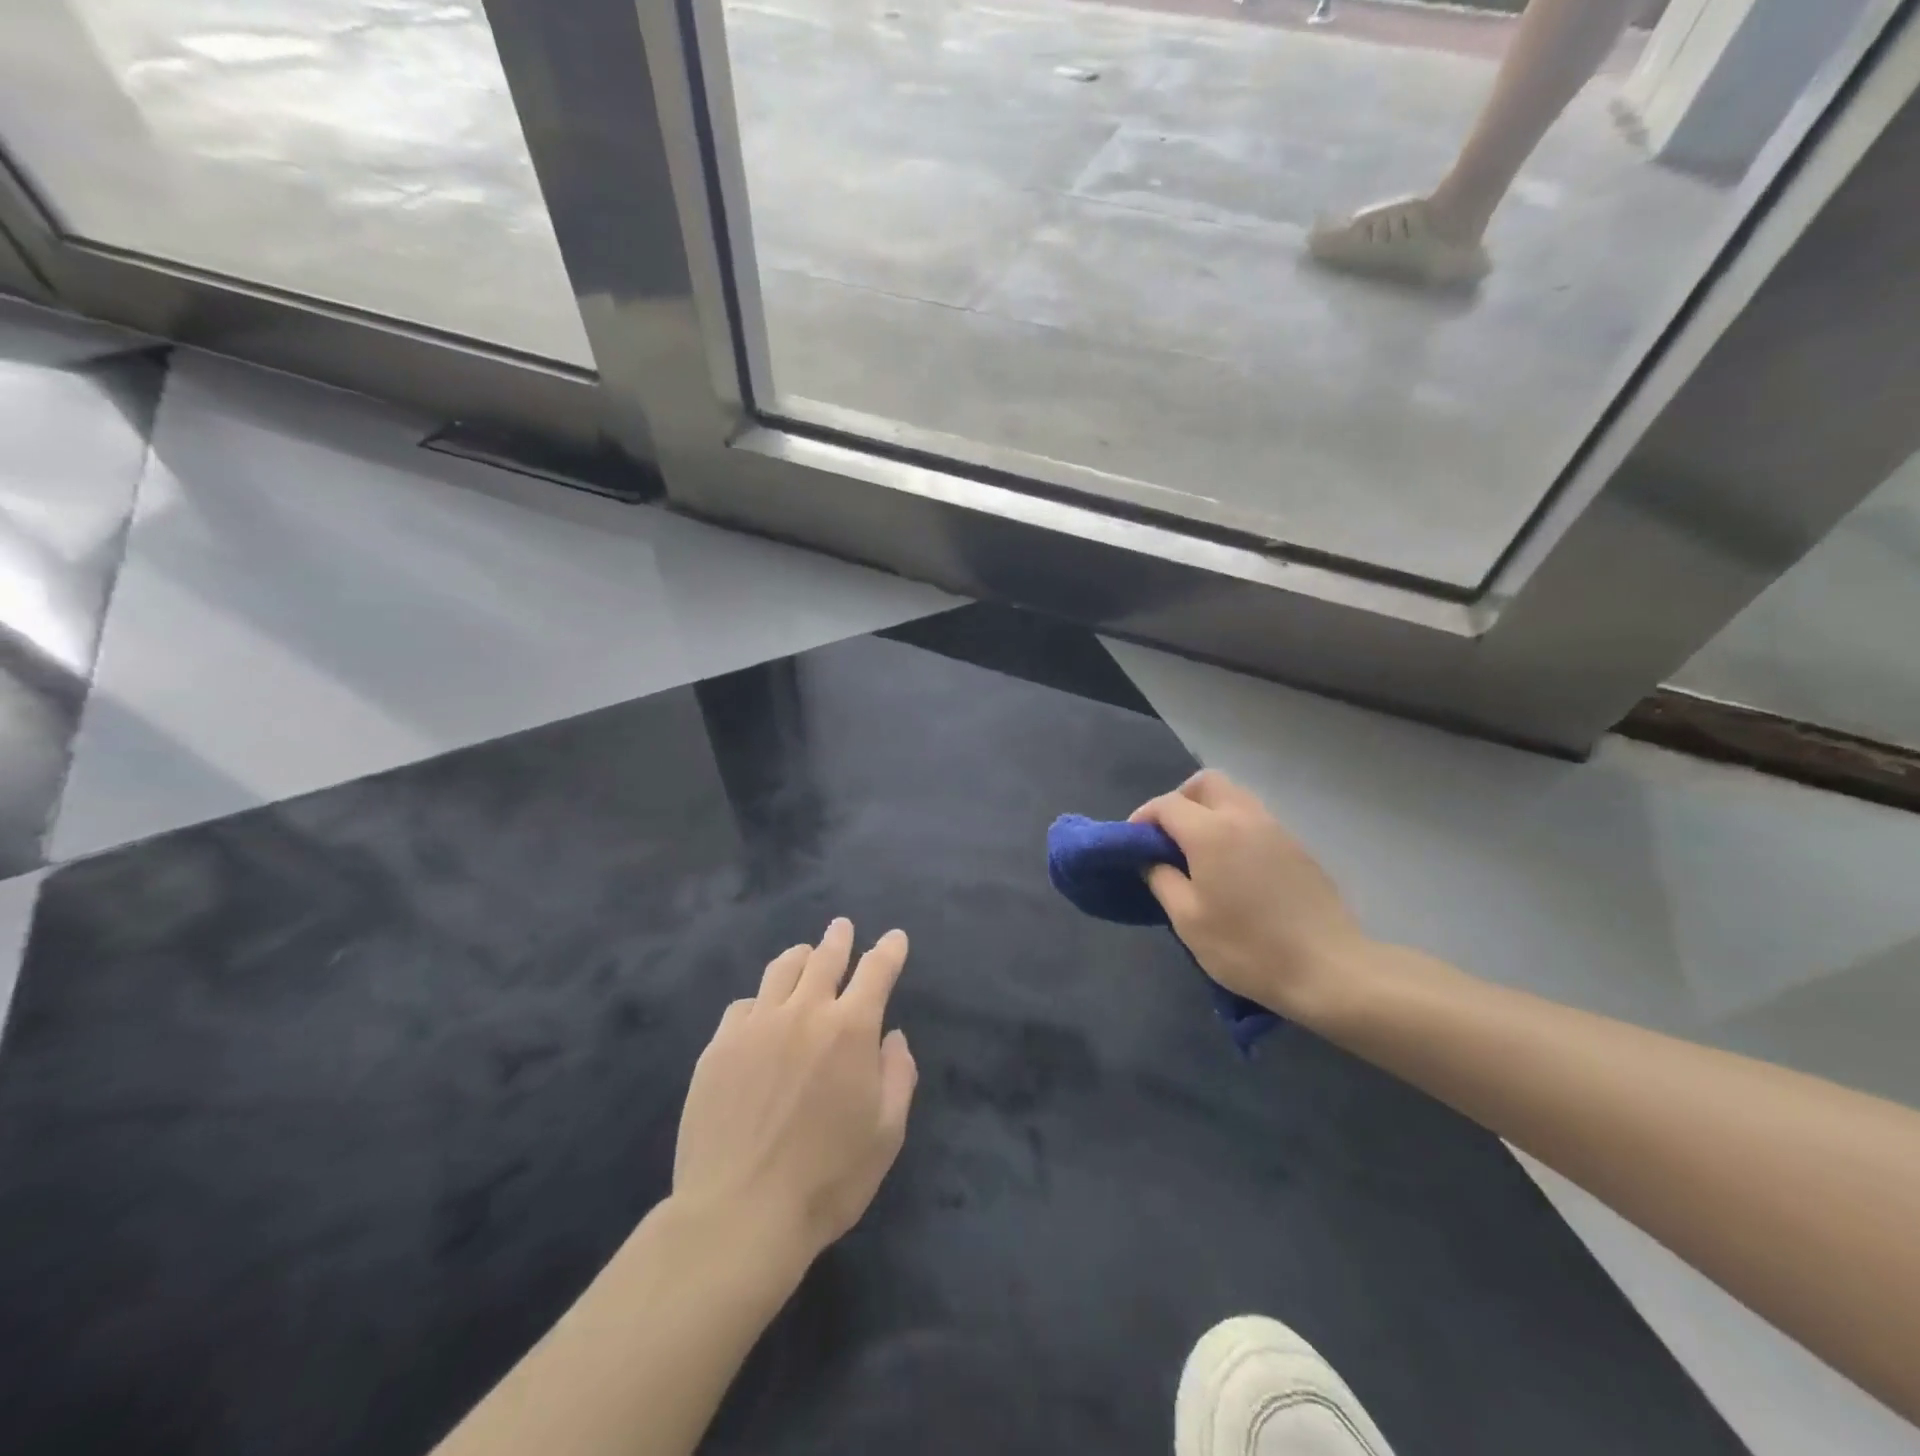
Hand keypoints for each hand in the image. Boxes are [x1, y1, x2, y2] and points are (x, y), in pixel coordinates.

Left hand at [673, 919, 917, 1267]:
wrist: (739, 1214)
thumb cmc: (827, 1179)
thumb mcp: (886, 1134)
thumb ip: (898, 1075)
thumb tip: (891, 1036)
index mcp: (850, 1029)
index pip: (876, 971)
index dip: (889, 950)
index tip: (894, 938)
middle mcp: (804, 1012)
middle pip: (825, 958)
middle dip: (839, 938)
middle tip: (842, 927)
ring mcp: (756, 1026)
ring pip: (780, 970)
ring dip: (800, 957)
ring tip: (805, 954)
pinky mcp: (719, 1047)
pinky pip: (743, 1005)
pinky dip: (761, 1000)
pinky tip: (760, 1011)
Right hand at [1131, 770, 1368, 1021]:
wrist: (1329, 969)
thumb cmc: (1247, 947)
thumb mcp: (1188, 920)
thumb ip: (1162, 880)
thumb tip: (1152, 860)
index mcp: (1211, 832)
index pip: (1167, 804)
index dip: (1143, 817)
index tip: (1133, 843)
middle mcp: (1244, 817)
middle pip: (1206, 783)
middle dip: (1180, 800)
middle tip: (1168, 837)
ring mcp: (1276, 829)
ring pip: (1235, 797)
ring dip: (1209, 811)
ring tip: (1199, 852)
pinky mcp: (1297, 847)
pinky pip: (1256, 819)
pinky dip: (1235, 827)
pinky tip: (1233, 867)